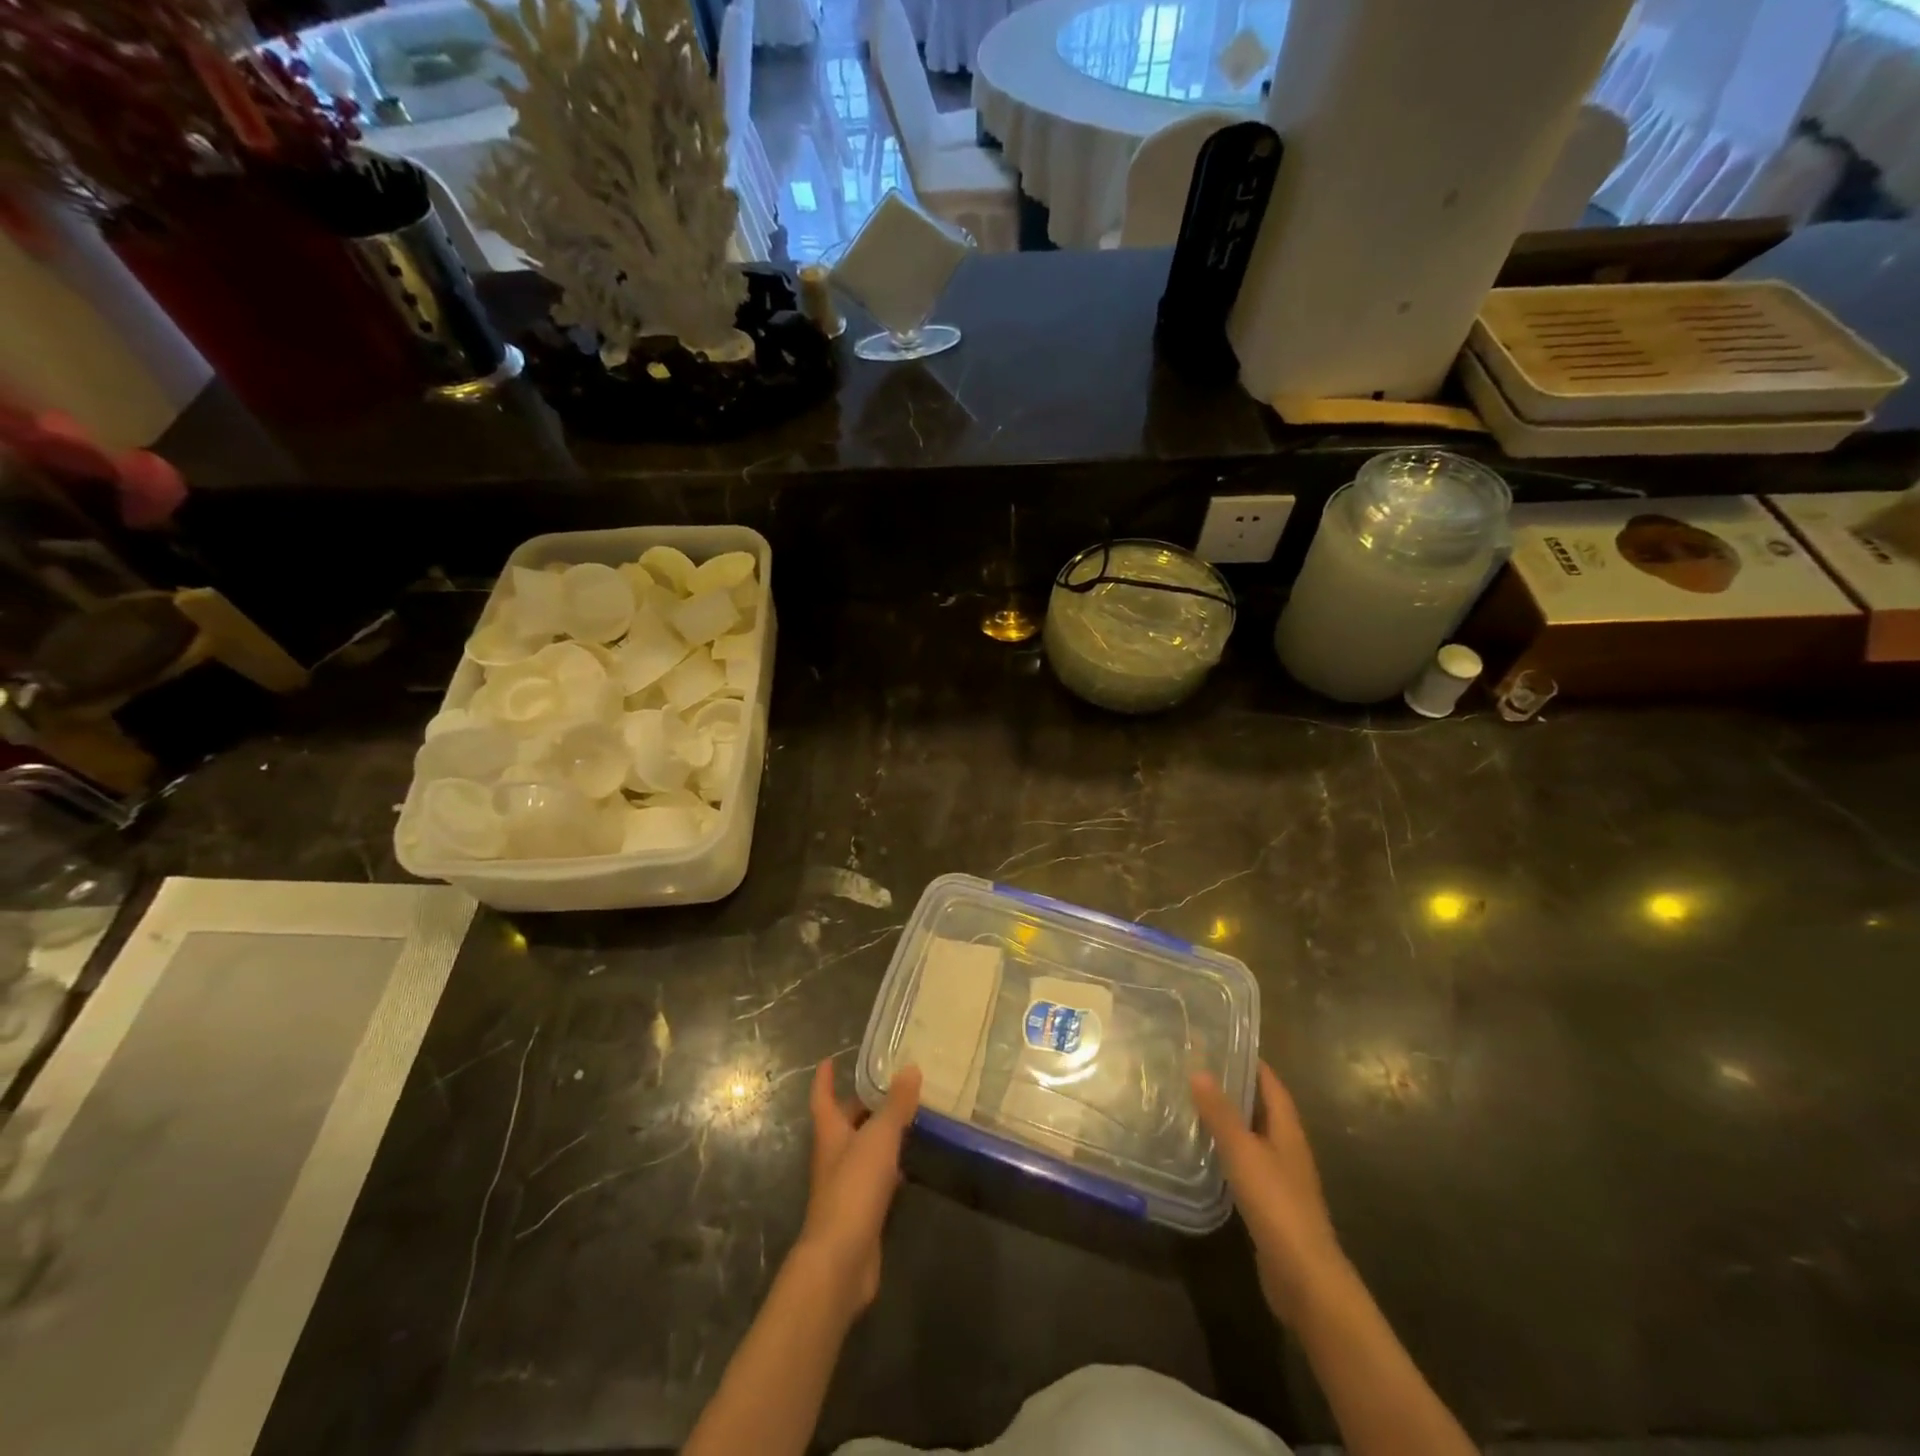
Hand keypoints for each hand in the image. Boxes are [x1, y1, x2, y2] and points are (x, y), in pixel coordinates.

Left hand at [796, 1060, 921, 1312]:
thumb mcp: (878, 1139)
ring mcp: (846, 1186)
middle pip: (844, 1123)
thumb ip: (895, 1105)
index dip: (824, 1078)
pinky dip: (889, 1167)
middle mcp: (834, 1156)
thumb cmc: (853, 1189)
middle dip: (860, 1104)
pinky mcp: (861, 1212)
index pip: (822, 1098)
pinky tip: (908, 1165)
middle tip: (887, 1084)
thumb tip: (910, 1068)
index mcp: (830, 1133)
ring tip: (906, 1117)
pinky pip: (875, 1179)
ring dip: (878, 1134)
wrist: (840, 1260)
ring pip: (862, 1150)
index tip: (829, 1060)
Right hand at [1191, 1061, 1344, 1324]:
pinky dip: (1228, 1152)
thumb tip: (1199, 1069)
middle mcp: (1288, 1149)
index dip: (1250, 1062)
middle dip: (1235, 1088)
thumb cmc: (1276, 1204)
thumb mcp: (1243, 1152)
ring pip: (1253, 1137)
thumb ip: (1221, 1113)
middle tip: (1197, 1069)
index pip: (1271, 1084)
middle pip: (1262, 1109)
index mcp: (1288, 1130)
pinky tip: (1205, 1152)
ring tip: (1193, 1104)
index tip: (1221, 1042)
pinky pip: (1247, 1164)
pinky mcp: (1270, 1204)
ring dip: (1229, 1121)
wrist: (1304, 1278)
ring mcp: (1281, 1178)